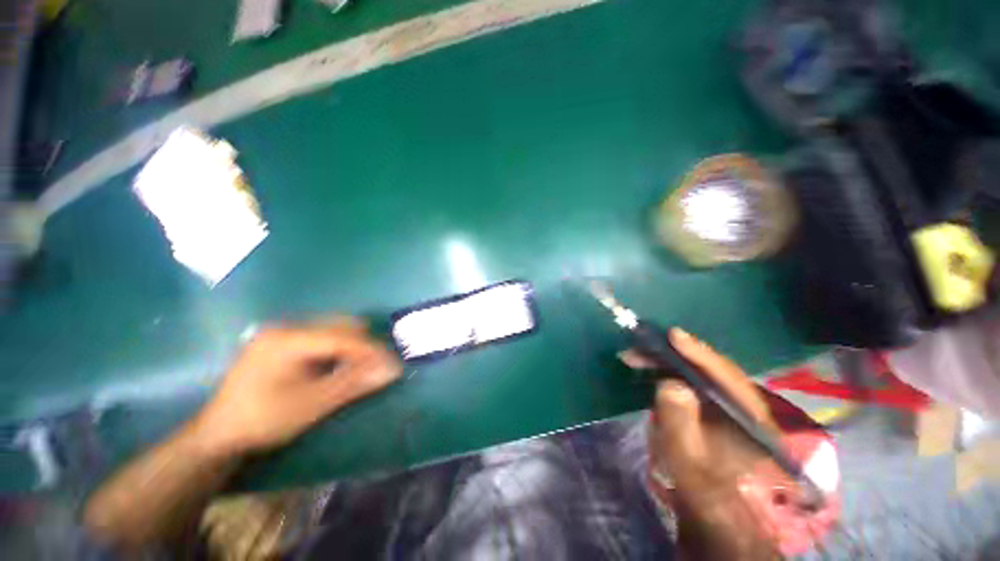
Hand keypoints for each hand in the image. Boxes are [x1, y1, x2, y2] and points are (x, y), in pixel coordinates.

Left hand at [192, 319, 402, 455]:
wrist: (218, 434)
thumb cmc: (263, 420)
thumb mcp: (311, 404)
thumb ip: (353, 383)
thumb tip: (393, 370)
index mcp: (288, 339)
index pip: (342, 336)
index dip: (372, 350)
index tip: (394, 364)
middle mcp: (287, 327)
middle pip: (341, 325)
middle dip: (364, 346)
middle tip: (378, 367)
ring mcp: (284, 333)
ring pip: (334, 329)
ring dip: (353, 347)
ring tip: (362, 368)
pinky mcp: (284, 341)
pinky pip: (323, 337)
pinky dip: (339, 350)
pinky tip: (340, 367)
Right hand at [622, 329, 783, 557]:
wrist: (712, 509)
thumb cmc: (702, 487)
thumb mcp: (689, 459)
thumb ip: (681, 422)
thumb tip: (670, 383)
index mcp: (751, 420)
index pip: (727, 377)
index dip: (699, 353)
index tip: (673, 335)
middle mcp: (744, 406)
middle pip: (710, 369)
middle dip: (672, 355)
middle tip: (639, 349)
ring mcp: (728, 405)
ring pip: (698, 372)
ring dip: (666, 361)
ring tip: (635, 357)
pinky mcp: (713, 407)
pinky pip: (691, 380)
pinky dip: (668, 371)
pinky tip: (649, 369)